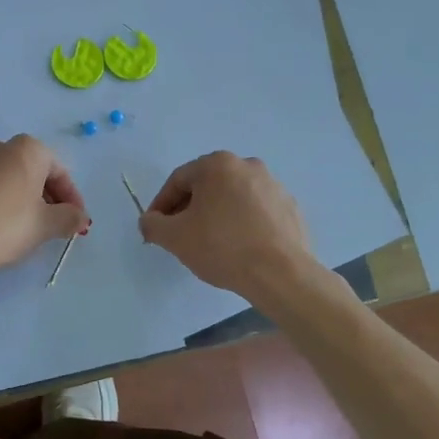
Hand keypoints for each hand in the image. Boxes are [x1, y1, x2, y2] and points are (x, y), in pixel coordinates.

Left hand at [0, 135, 88, 279]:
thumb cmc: (4, 228)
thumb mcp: (45, 226)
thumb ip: (69, 217)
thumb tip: (80, 217)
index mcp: (26, 150)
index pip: (58, 170)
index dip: (71, 198)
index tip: (76, 221)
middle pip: (30, 171)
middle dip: (44, 196)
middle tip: (51, 224)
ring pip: (2, 178)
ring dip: (16, 198)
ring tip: (20, 228)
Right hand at [139, 152, 318, 300]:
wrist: (280, 273)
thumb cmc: (222, 247)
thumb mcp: (174, 237)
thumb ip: (152, 224)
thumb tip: (149, 220)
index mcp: (217, 165)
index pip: (178, 181)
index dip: (161, 205)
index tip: (155, 228)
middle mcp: (247, 165)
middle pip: (206, 186)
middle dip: (188, 209)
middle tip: (179, 235)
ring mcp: (273, 185)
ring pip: (232, 198)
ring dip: (215, 215)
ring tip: (209, 244)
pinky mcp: (289, 207)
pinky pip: (255, 211)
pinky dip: (241, 223)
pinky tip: (238, 248)